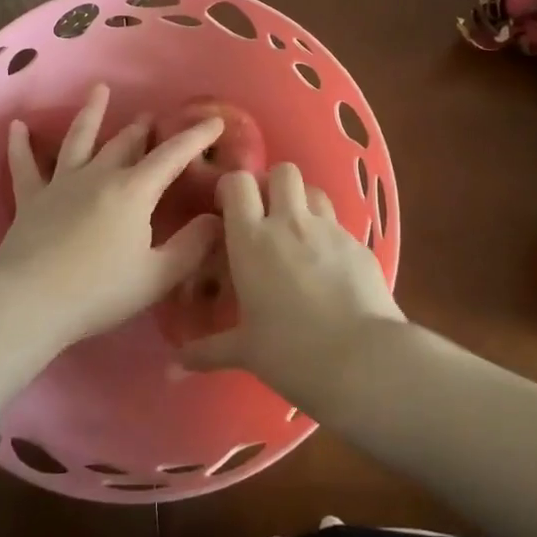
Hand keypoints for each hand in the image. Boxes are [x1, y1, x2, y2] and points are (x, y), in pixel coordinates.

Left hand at [0, 84, 224, 349]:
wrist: (29, 302)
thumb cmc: (99, 292)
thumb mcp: (157, 276)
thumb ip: (192, 247)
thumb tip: (217, 219)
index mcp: (133, 191)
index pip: (172, 155)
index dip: (196, 137)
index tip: (214, 121)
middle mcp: (99, 175)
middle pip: (125, 143)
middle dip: (143, 128)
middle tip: (152, 116)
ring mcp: (61, 183)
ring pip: (79, 139)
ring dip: (91, 113)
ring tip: (100, 90)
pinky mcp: (31, 199)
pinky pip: (24, 165)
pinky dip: (20, 145)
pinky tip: (17, 126)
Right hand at [178, 162, 404, 406]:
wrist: (362, 361)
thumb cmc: (291, 353)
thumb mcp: (245, 351)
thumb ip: (207, 350)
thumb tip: (174, 364)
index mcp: (252, 240)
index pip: (238, 183)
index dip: (232, 188)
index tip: (228, 208)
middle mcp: (290, 223)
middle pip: (283, 172)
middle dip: (273, 185)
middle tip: (267, 215)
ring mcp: (329, 229)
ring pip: (314, 191)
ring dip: (303, 203)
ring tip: (298, 234)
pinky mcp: (358, 244)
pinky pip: (339, 225)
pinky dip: (329, 236)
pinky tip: (330, 267)